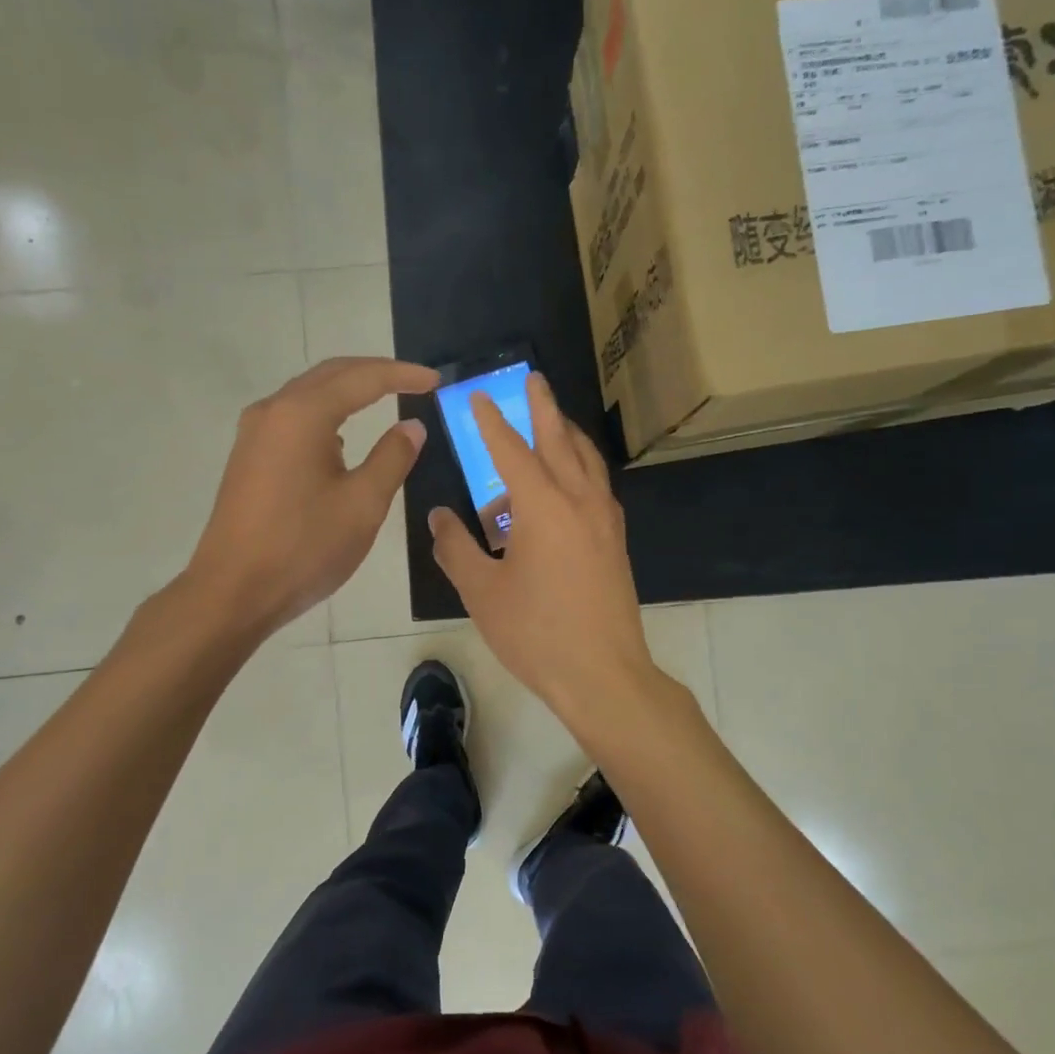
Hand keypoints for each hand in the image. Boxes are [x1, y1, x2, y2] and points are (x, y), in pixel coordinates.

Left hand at [187, 356, 438, 638]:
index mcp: (303, 415)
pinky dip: (325, 416)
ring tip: (384, 401)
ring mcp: (254, 434)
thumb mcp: (363, 504)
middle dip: (374, 373)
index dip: (402, 375)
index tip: (435, 380)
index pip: (362, 379)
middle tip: (414, 383)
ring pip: (308, 396)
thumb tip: (411, 426)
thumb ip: (392, 458)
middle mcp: (273, 411)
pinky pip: (293, 419)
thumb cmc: (304, 547)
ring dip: (347, 392)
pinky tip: (341, 440)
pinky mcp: (248, 457)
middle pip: (330, 376)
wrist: (233, 592)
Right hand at [428, 372, 661, 725]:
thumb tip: (439, 516)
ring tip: (552, 423)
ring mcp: (604, 521)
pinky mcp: (615, 542)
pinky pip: (597, 487)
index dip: (492, 422)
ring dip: (568, 436)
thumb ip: (455, 548)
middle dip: (544, 408)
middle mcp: (580, 502)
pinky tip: (571, 481)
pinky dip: (581, 468)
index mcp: (544, 506)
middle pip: (561, 441)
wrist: (602, 674)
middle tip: (534, 379)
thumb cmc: (536, 633)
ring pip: (587, 462)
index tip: (478, 396)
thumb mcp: (482, 592)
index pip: (512, 450)